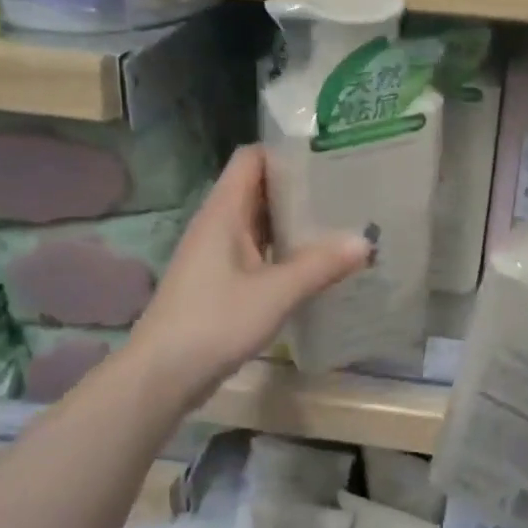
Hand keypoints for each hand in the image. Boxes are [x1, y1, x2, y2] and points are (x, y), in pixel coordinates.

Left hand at [131, 146, 368, 393]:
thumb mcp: (275, 293)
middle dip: (300, 186)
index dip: (286, 150)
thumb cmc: (214, 322)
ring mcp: (218, 254)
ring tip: (340, 219)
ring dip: (295, 220)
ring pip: (261, 222)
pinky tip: (316, 261)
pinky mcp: (221, 281)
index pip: (252, 158)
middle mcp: (219, 224)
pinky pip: (259, 250)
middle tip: (347, 187)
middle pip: (260, 188)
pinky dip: (286, 249)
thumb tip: (366, 241)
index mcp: (224, 212)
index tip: (329, 153)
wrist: (161, 376)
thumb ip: (321, 265)